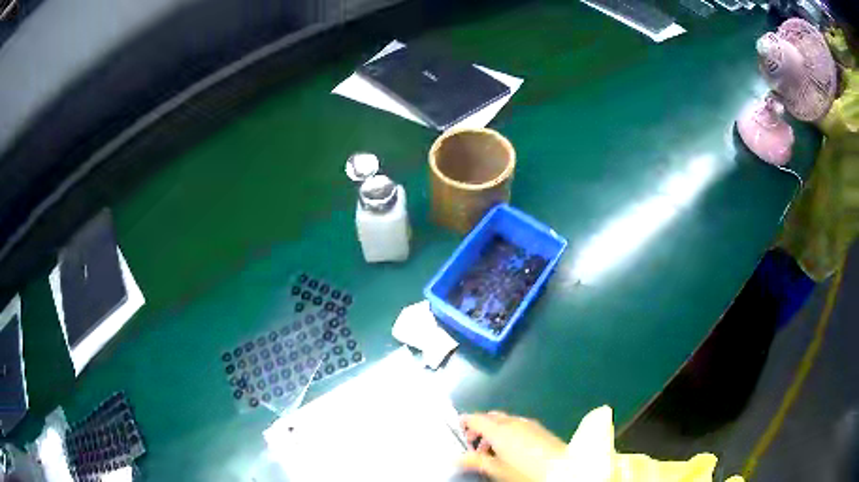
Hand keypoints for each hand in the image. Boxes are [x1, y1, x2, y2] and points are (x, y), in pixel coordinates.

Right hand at [459, 411, 566, 481]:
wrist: (561, 468)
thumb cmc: (524, 471)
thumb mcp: (497, 469)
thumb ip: (476, 461)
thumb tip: (457, 457)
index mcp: (499, 429)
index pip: (476, 419)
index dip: (465, 421)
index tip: (457, 428)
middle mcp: (512, 421)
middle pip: (491, 417)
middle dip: (479, 426)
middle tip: (472, 443)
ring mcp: (528, 423)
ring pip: (505, 420)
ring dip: (494, 430)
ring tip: (490, 449)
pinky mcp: (539, 428)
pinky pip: (517, 424)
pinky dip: (507, 431)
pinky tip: (510, 447)